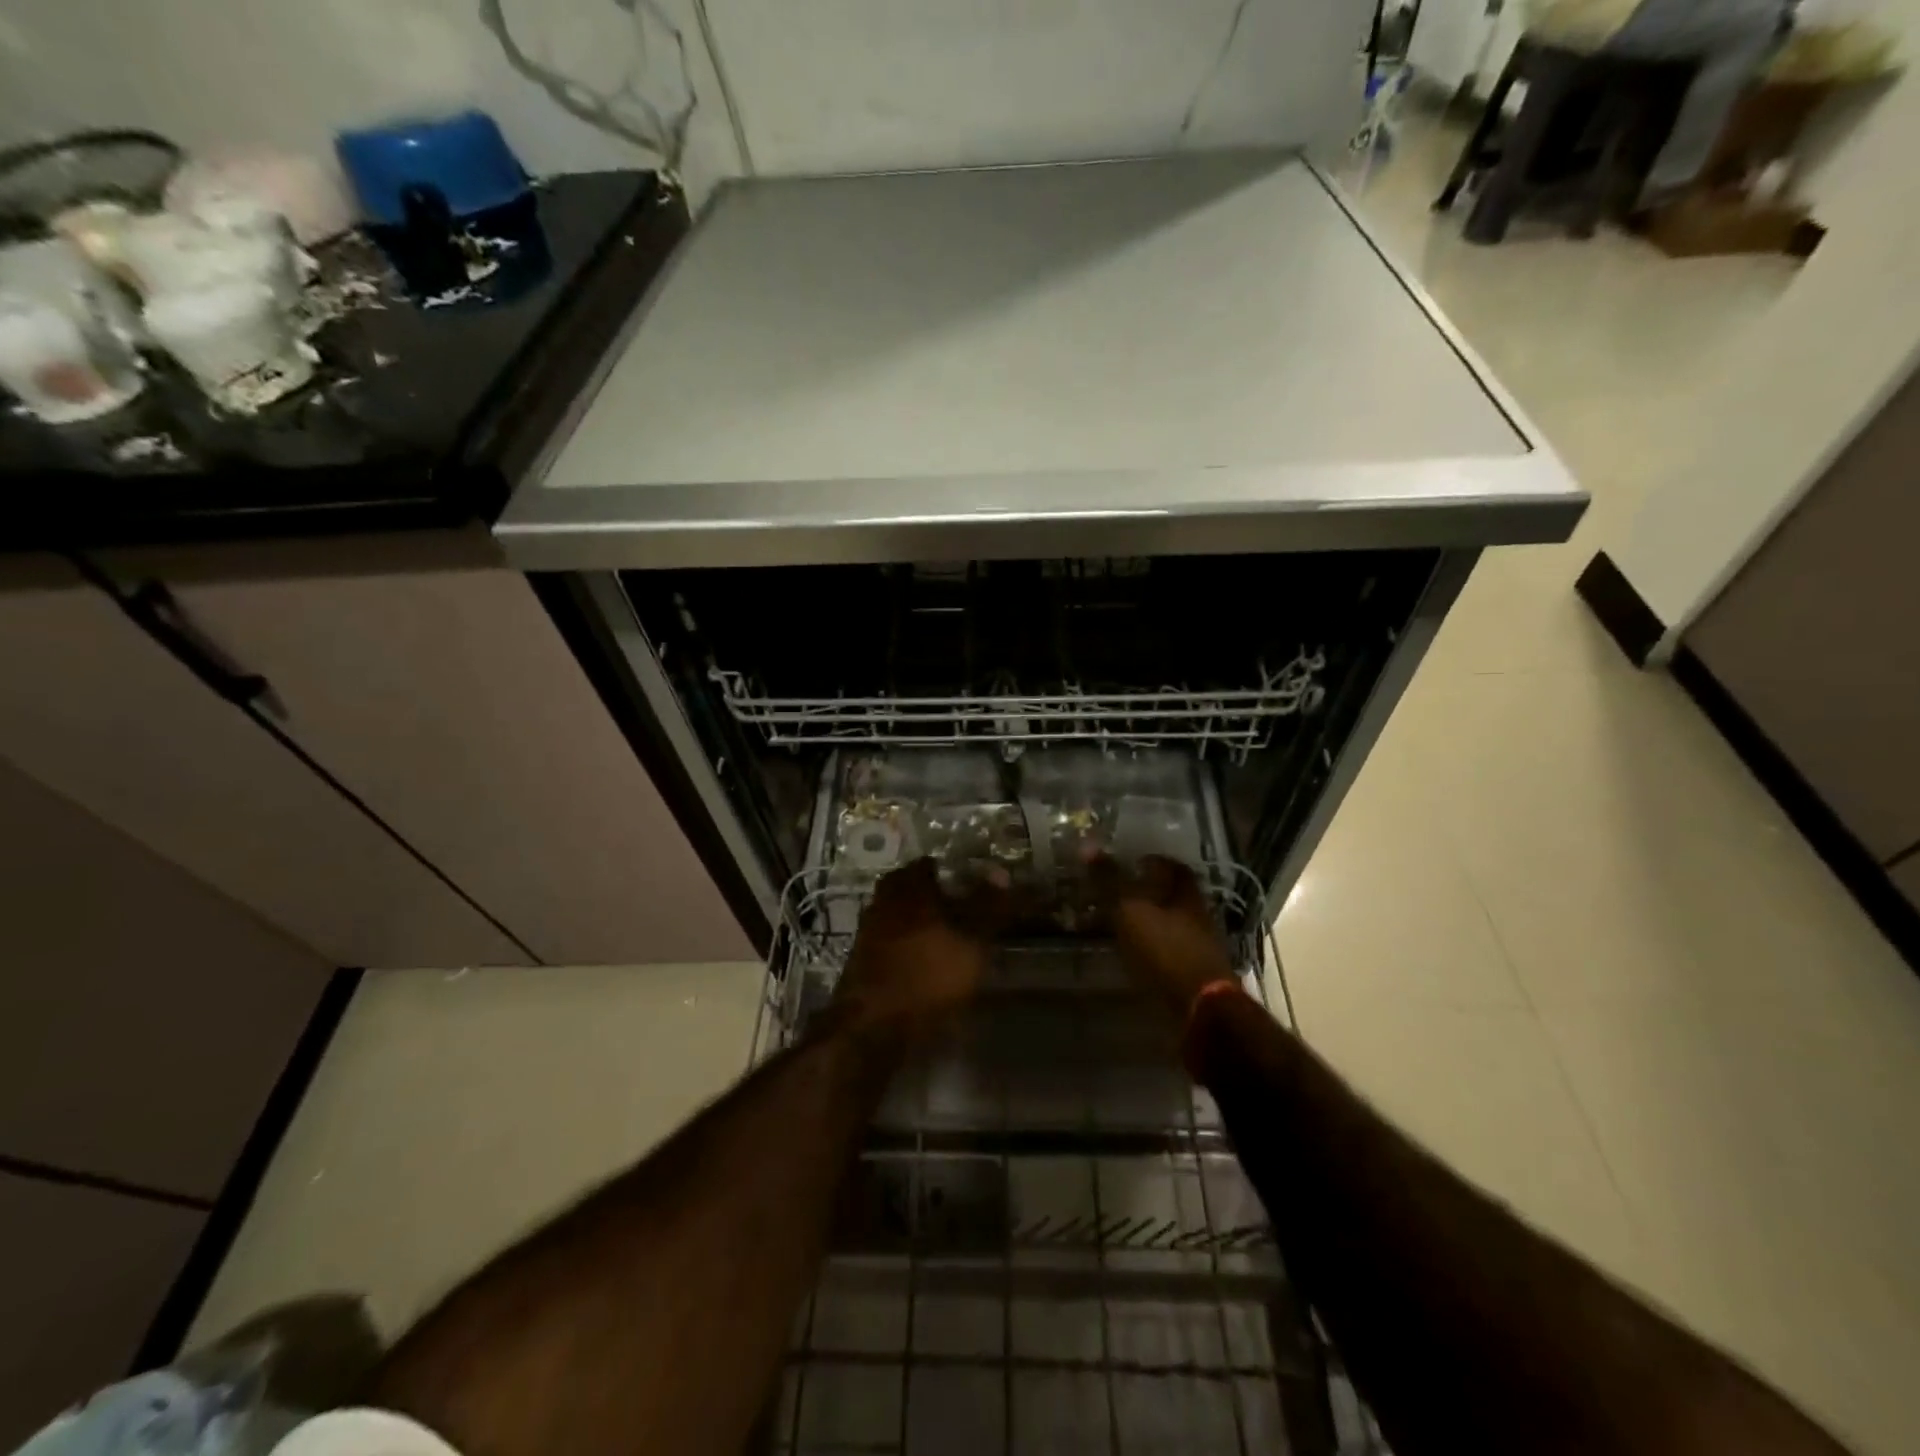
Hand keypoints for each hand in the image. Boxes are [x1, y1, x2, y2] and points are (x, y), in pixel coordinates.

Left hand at [833, 859, 1007, 1040]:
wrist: (874, 1027)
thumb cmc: (928, 976)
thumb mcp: (971, 941)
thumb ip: (987, 906)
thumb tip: (1000, 871)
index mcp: (908, 887)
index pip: (930, 865)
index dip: (952, 872)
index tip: (971, 885)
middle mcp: (883, 900)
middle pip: (912, 888)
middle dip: (935, 896)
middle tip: (962, 909)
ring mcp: (869, 930)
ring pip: (900, 913)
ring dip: (921, 920)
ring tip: (948, 937)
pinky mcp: (863, 958)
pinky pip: (891, 938)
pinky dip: (909, 943)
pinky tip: (925, 961)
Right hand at [1088, 854, 1238, 1021]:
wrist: (1201, 1008)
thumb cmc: (1166, 950)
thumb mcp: (1131, 911)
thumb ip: (1110, 881)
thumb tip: (1087, 845)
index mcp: (1188, 894)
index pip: (1173, 867)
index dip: (1153, 861)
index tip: (1130, 862)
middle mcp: (1199, 915)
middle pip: (1173, 896)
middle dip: (1149, 892)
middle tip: (1119, 892)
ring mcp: (1200, 946)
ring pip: (1171, 923)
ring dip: (1150, 921)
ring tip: (1120, 923)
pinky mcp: (1194, 973)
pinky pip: (1169, 949)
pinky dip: (1152, 946)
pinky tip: (1133, 952)